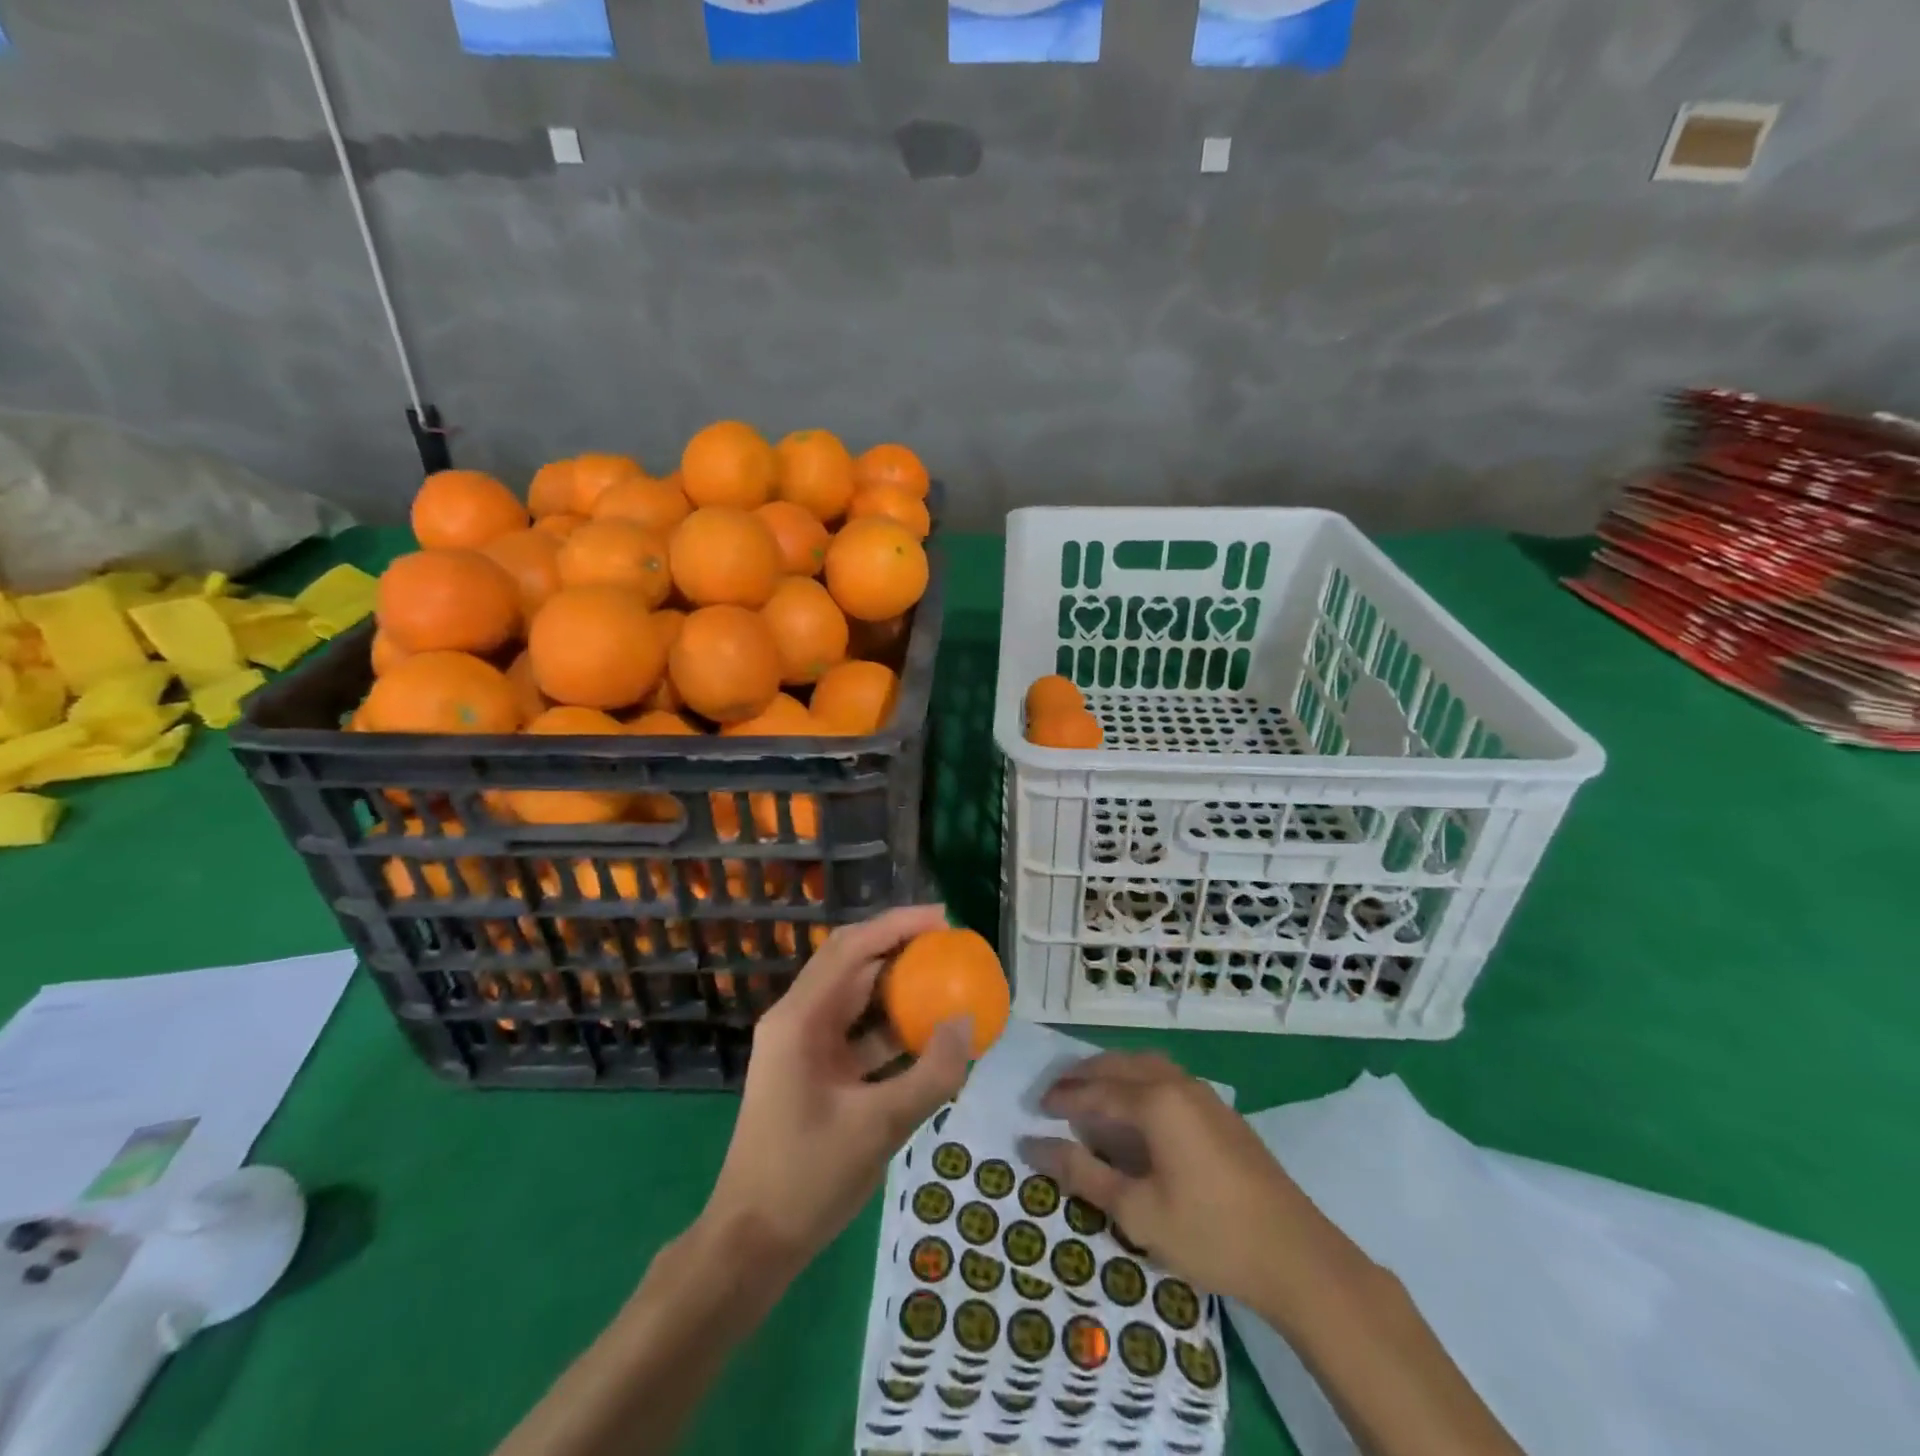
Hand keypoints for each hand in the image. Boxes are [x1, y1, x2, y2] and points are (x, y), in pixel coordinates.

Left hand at [701, 905, 971, 1280]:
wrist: (749, 1245)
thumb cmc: (807, 1179)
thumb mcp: (879, 1126)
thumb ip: (931, 1073)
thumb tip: (968, 1022)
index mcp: (799, 1019)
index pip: (853, 948)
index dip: (898, 925)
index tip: (944, 919)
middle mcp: (797, 1020)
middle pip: (851, 963)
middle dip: (899, 946)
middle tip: (950, 945)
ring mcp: (801, 1046)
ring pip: (854, 996)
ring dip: (896, 986)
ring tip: (945, 980)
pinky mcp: (811, 1071)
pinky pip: (855, 1033)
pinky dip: (889, 1027)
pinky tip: (926, 1036)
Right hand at [1020, 1051, 1331, 1307]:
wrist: (1296, 1255)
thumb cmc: (1210, 1234)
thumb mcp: (1137, 1212)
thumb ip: (1083, 1174)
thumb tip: (1033, 1145)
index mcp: (1156, 1101)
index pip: (1096, 1091)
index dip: (1063, 1098)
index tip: (1035, 1108)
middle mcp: (1178, 1084)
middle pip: (1120, 1065)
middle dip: (1085, 1075)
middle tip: (1056, 1093)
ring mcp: (1204, 1095)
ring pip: (1147, 1065)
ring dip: (1113, 1073)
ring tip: (1091, 1094)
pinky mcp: (1222, 1112)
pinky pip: (1167, 1078)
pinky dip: (1139, 1081)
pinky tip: (1136, 1110)